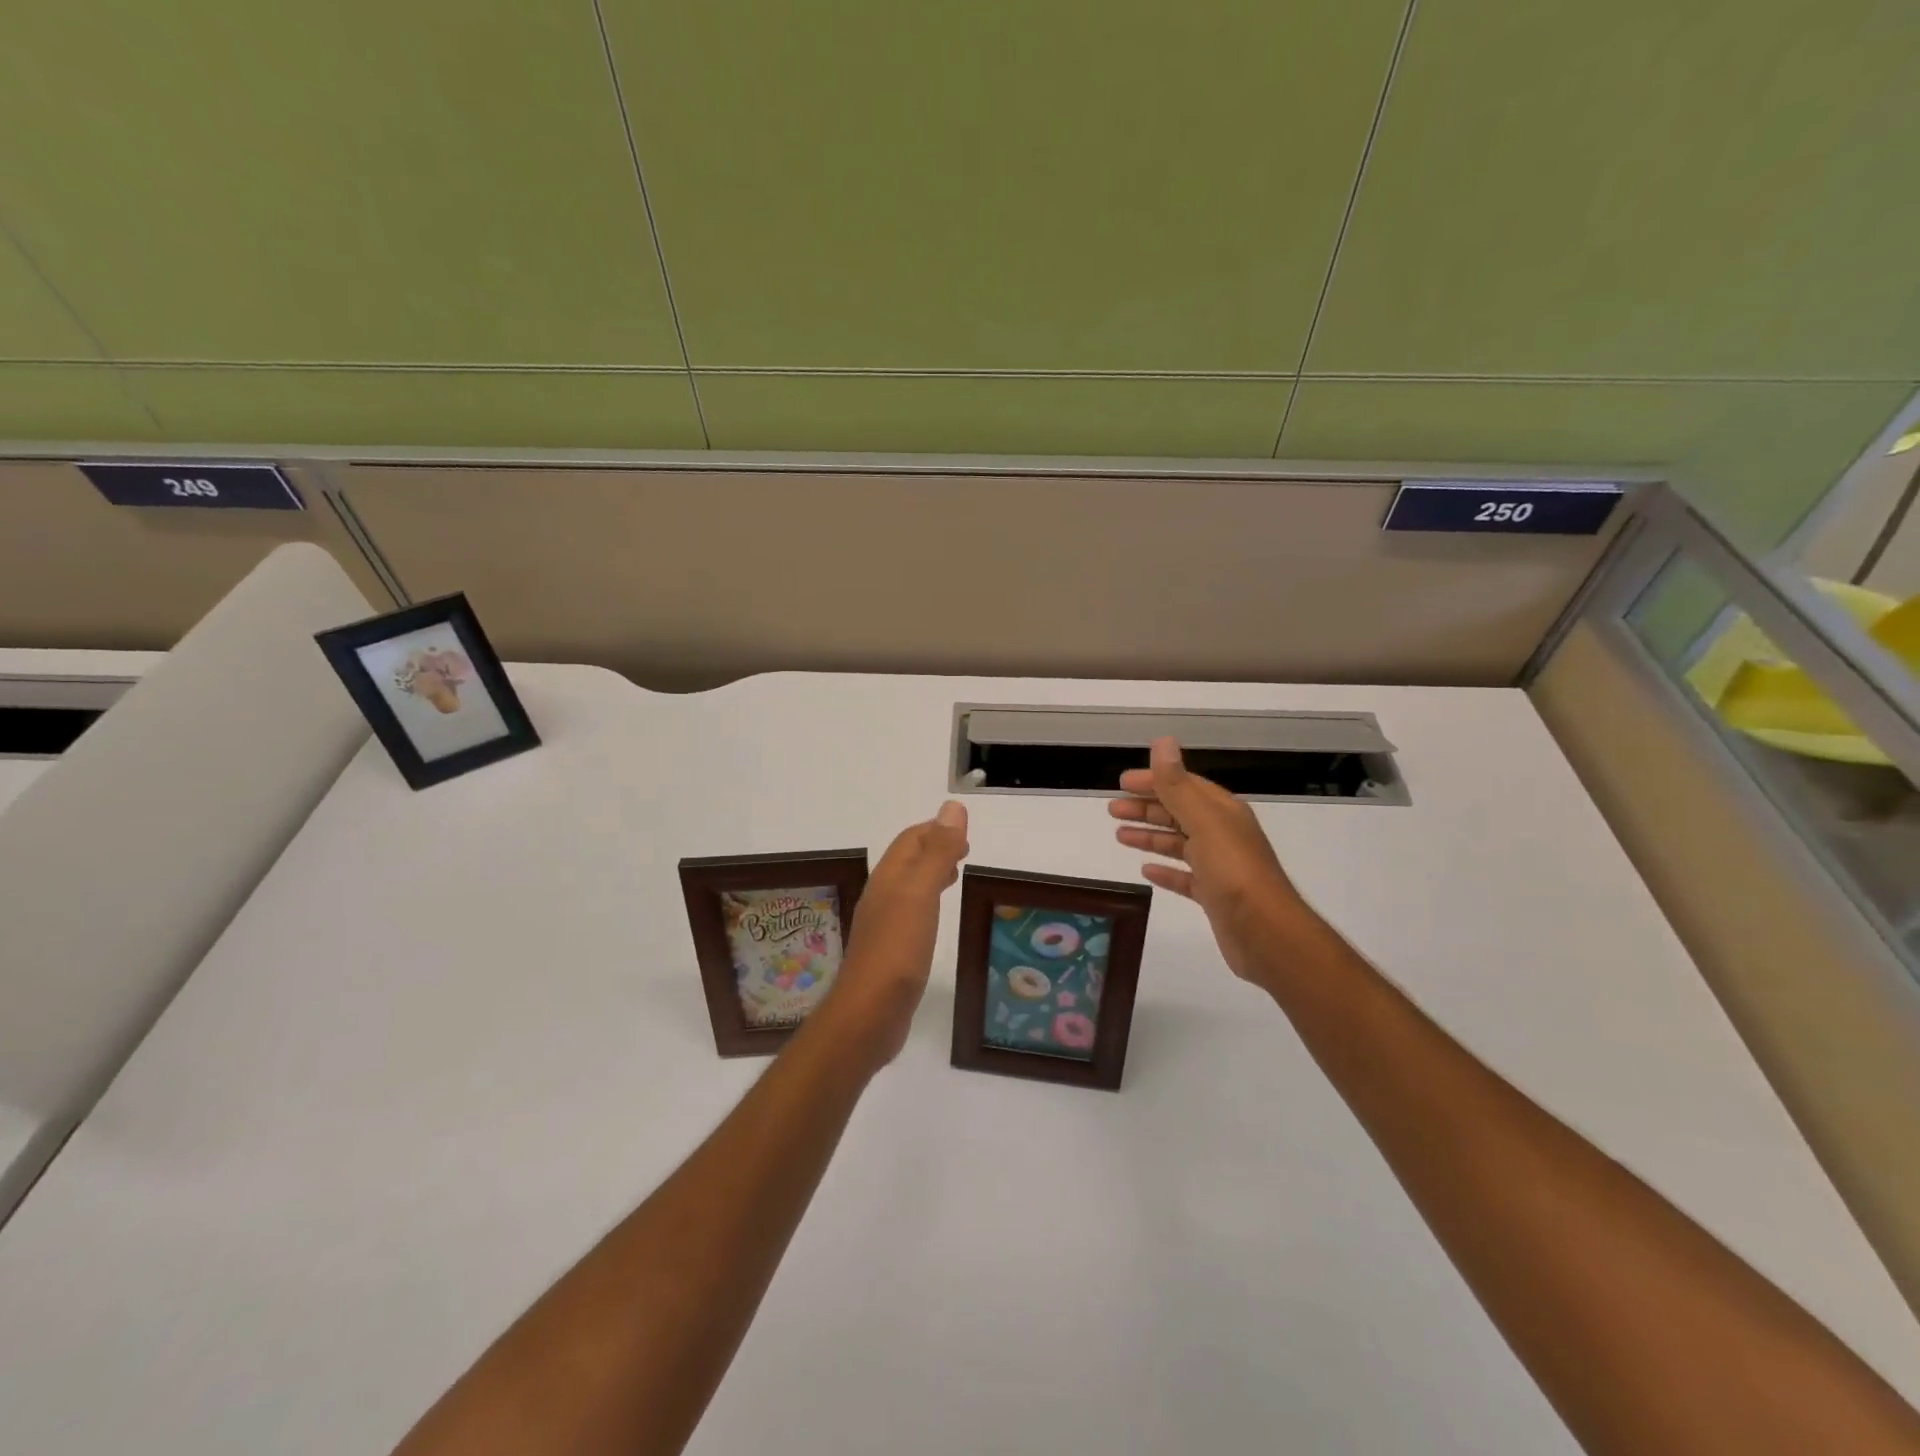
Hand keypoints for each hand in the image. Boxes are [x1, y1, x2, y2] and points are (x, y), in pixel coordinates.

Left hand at [820, 801, 969, 1067]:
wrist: (868, 1014)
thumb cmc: (897, 950)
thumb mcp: (921, 894)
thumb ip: (938, 852)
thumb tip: (952, 807)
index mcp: (888, 878)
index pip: (911, 840)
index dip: (936, 830)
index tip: (966, 832)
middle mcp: (882, 897)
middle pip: (907, 861)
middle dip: (934, 849)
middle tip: (965, 851)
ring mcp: (884, 926)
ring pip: (909, 888)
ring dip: (930, 875)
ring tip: (955, 875)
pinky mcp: (890, 953)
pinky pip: (911, 915)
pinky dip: (928, 903)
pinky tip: (937, 919)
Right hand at [1109, 738, 1311, 987]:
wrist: (1266, 933)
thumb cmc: (1234, 872)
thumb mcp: (1203, 822)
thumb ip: (1178, 785)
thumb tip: (1163, 742)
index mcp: (1222, 812)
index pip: (1184, 786)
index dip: (1154, 780)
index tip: (1122, 782)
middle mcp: (1222, 834)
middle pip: (1179, 813)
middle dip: (1146, 808)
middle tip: (1112, 809)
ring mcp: (1219, 867)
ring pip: (1179, 844)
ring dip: (1150, 836)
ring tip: (1120, 836)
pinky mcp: (1214, 896)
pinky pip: (1185, 877)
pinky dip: (1165, 870)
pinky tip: (1146, 870)